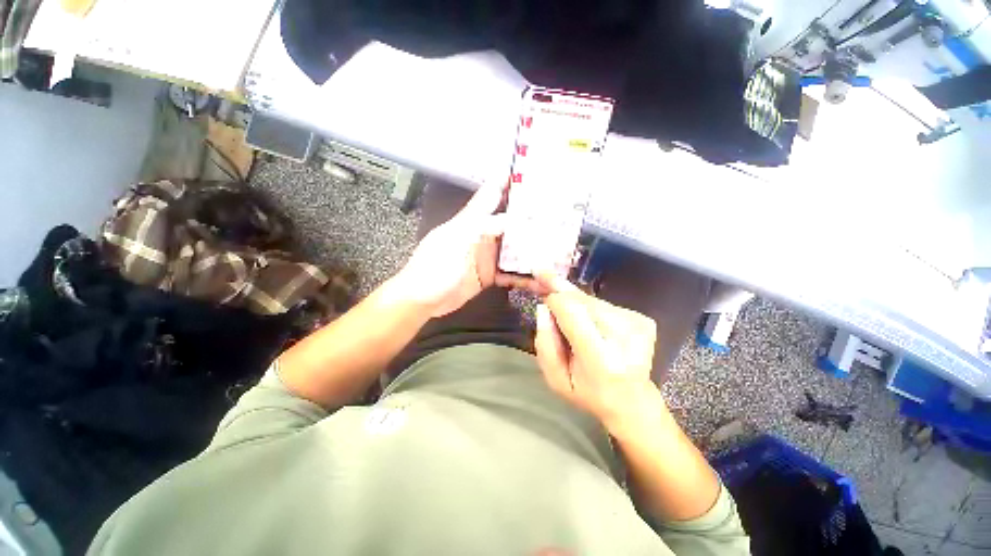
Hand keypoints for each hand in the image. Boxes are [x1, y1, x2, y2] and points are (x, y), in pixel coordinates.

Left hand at [395, 180, 545, 317]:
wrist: (423, 299)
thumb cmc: (435, 265)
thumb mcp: (458, 240)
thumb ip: (484, 226)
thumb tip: (515, 217)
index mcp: (472, 221)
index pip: (491, 195)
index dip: (507, 182)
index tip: (529, 171)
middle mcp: (483, 235)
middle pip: (510, 222)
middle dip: (531, 218)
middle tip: (557, 214)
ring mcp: (487, 256)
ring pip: (514, 248)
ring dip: (532, 249)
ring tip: (556, 248)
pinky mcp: (490, 275)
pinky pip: (511, 274)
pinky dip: (525, 278)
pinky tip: (540, 281)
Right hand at [535, 274, 658, 426]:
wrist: (632, 401)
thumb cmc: (589, 393)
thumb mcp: (556, 379)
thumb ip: (545, 344)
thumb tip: (544, 307)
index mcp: (601, 359)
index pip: (572, 311)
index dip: (553, 296)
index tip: (538, 281)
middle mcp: (624, 336)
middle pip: (582, 300)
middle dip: (560, 288)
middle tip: (541, 273)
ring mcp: (638, 325)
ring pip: (592, 299)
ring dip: (573, 300)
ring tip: (562, 304)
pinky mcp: (643, 319)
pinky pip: (603, 304)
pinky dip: (589, 307)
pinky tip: (585, 319)